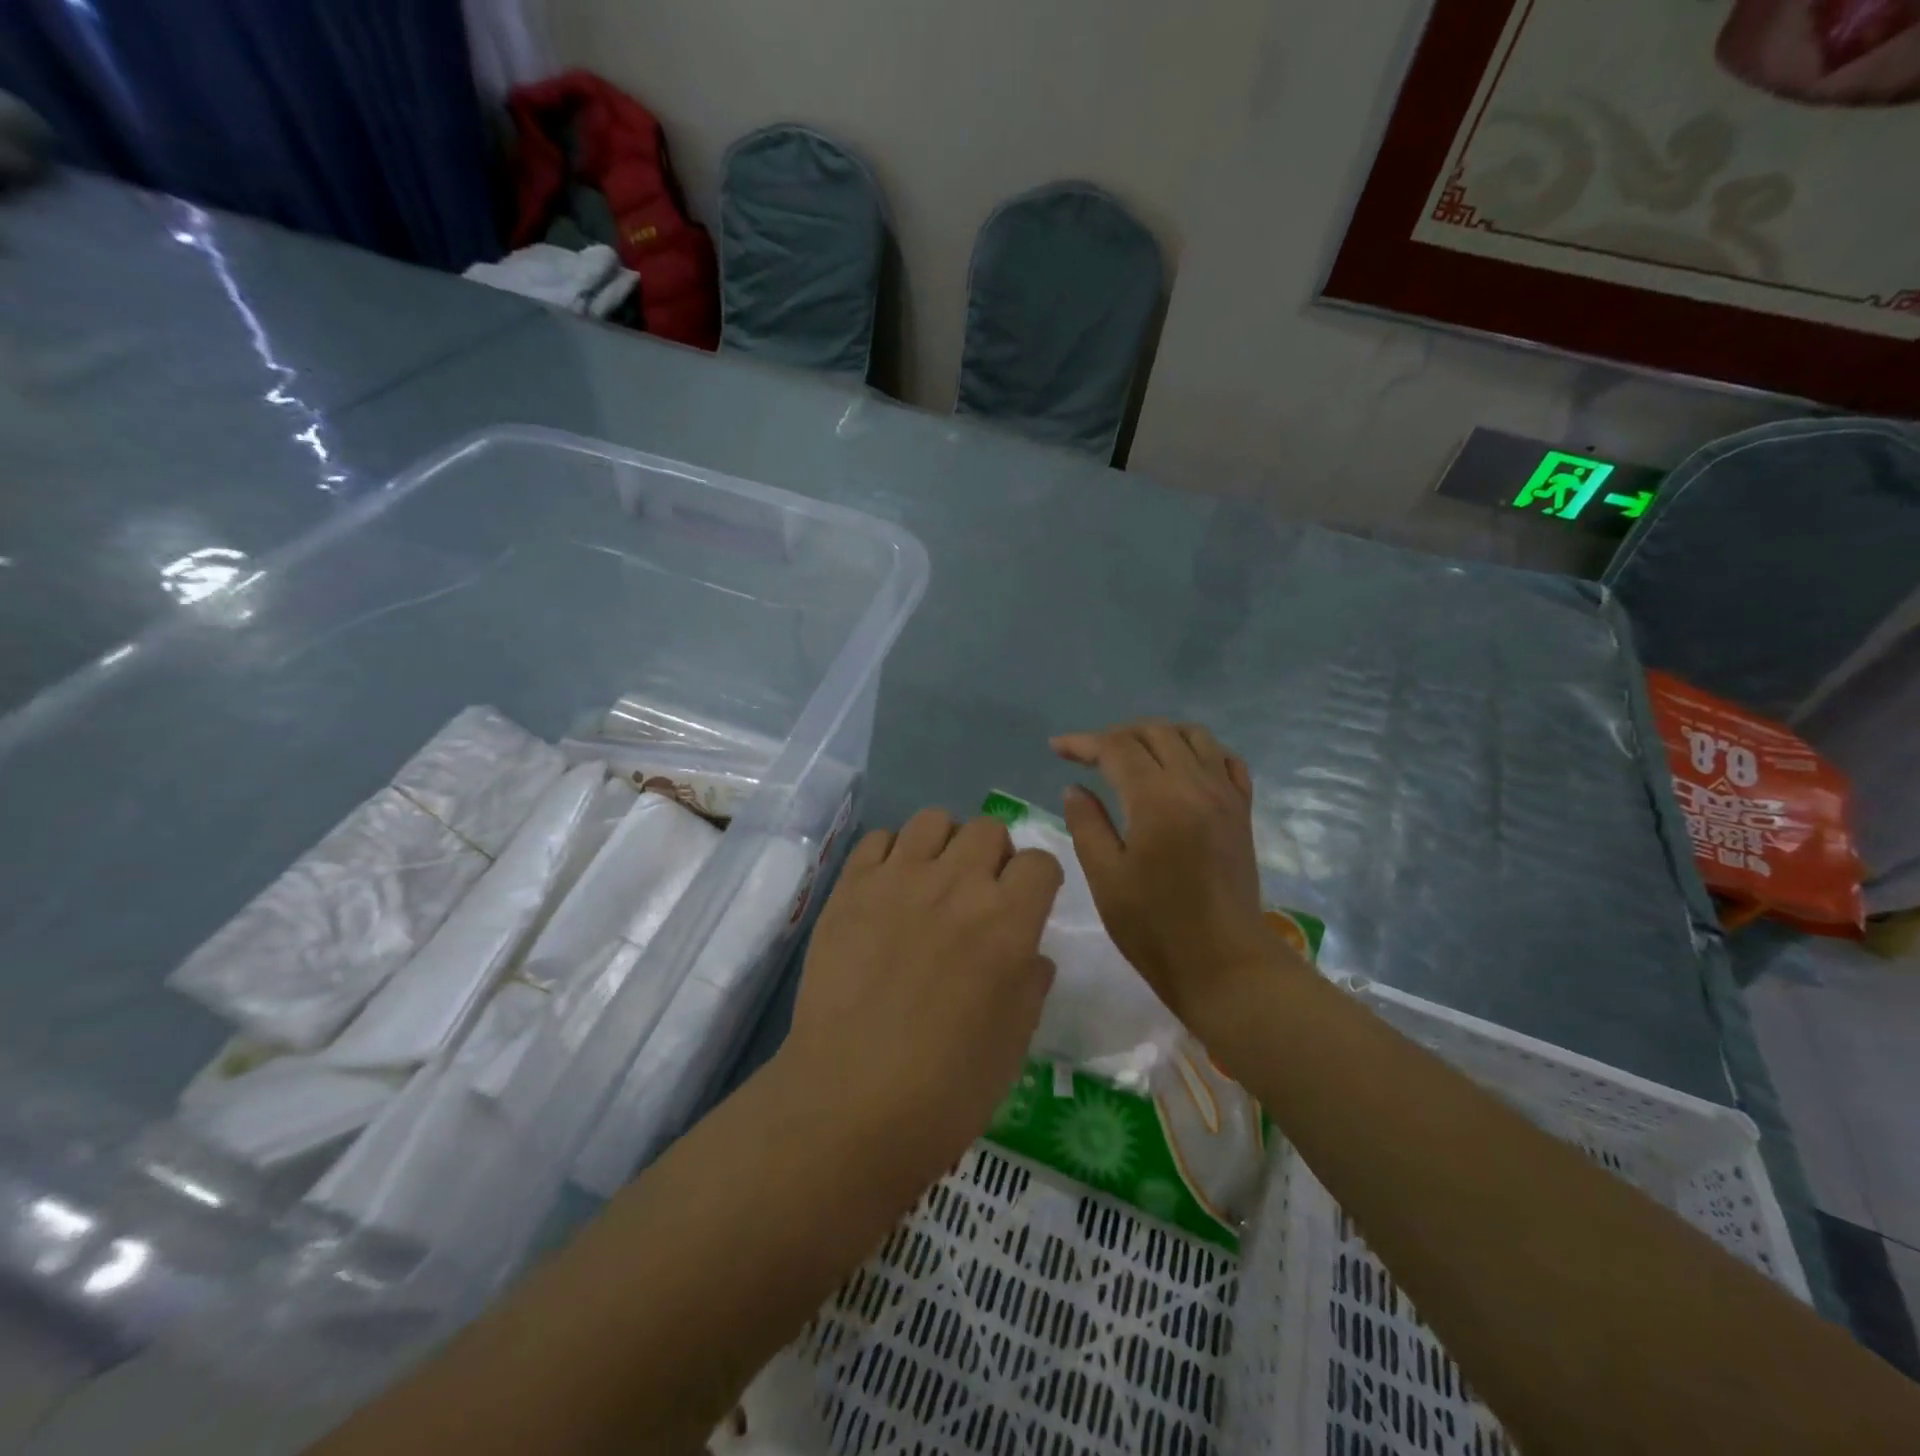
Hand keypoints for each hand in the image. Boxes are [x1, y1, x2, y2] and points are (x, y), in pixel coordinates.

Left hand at [777, 810, 1062, 1186]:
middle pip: (988, 829)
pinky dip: (890, 854)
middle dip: (993, 855)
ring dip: (943, 844)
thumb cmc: (947, 1087)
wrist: (851, 1101)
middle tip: (978, 894)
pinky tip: (887, 889)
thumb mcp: (1015, 1041)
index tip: (1028, 903)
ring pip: (933, 820)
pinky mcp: (850, 887)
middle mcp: (957, 884)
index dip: (1039, 881)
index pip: (1040, 862)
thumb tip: (1029, 953)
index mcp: (1007, 920)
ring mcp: (898, 879)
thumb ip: (1030, 982)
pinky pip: (878, 839)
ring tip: (932, 882)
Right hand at [1052, 720, 1302, 1031]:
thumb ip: (1087, 824)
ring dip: (1157, 736)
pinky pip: (1225, 760)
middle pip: (1155, 732)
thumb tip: (1075, 788)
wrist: (1224, 963)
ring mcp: (1226, 795)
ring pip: (1193, 736)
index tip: (1057, 747)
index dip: (1083, 743)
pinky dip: (1199, 751)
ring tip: (1132, 756)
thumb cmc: (1155, 927)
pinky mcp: (1242, 811)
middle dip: (1117, 735)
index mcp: (1158, 799)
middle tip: (1089, 756)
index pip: (1117, 748)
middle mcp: (1196, 784)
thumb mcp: (1105, 877)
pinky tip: (1181, 768)